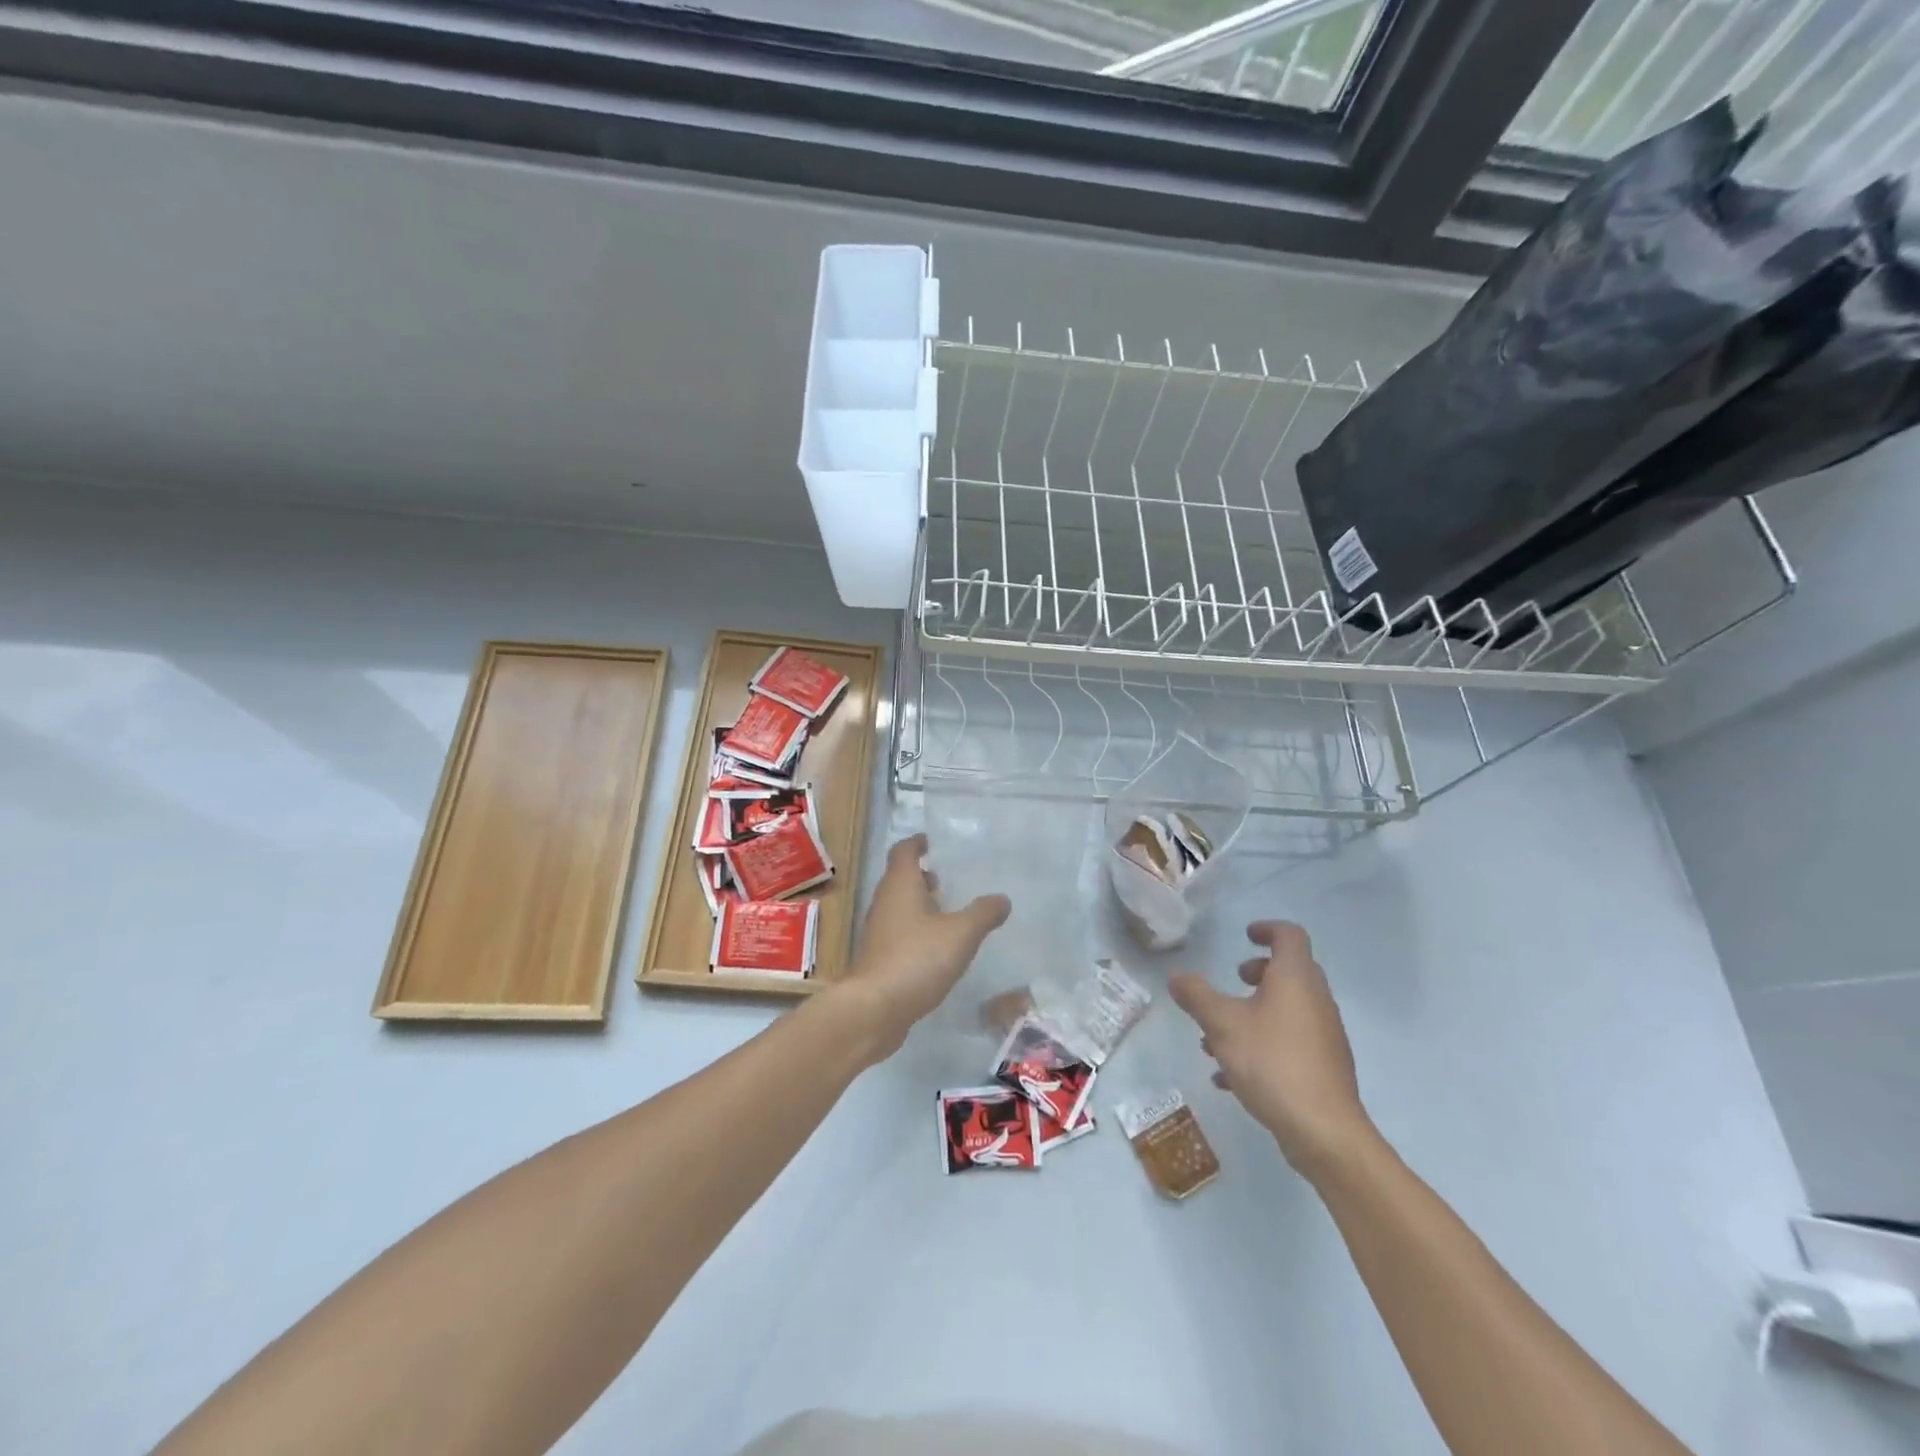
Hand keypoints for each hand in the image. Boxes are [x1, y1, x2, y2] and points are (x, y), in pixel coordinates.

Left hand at [839, 835, 1010, 1059]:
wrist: (875, 1009)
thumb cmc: (917, 958)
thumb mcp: (961, 933)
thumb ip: (983, 913)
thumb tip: (1002, 899)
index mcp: (900, 885)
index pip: (904, 851)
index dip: (917, 843)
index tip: (932, 842)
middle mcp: (884, 902)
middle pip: (900, 878)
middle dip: (922, 876)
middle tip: (948, 878)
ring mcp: (878, 931)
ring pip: (899, 907)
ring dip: (920, 905)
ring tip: (949, 912)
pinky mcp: (879, 958)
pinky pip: (900, 933)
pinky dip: (917, 931)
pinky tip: (938, 948)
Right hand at [1169, 921, 1376, 1179]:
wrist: (1324, 1132)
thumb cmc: (1272, 1062)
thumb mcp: (1222, 1024)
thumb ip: (1196, 996)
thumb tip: (1177, 976)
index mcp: (1295, 979)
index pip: (1289, 935)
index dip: (1267, 929)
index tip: (1245, 935)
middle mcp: (1316, 1001)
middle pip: (1291, 972)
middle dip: (1258, 973)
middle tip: (1233, 982)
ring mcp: (1324, 1036)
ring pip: (1287, 1010)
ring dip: (1254, 1013)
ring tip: (1217, 1036)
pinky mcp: (1323, 1068)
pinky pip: (1289, 1043)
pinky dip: (1261, 1044)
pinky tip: (1228, 1076)